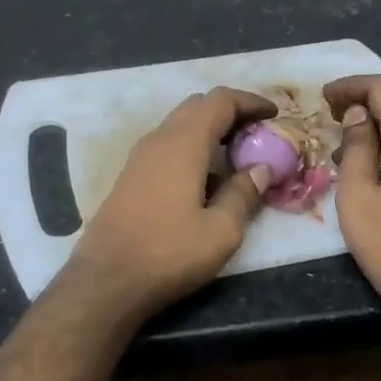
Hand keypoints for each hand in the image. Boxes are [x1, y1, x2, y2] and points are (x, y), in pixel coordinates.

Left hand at [59, 87, 276, 322]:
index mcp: (184, 143)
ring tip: (236, 155)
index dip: (250, 102)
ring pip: (180, 124)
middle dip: (231, 113)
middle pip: (198, 106)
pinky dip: (192, 147)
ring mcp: (140, 157)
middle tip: (257, 134)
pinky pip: (167, 145)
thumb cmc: (168, 253)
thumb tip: (261, 169)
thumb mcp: (221, 231)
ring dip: (209, 130)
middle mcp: (159, 139)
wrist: (106, 280)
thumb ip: (244, 194)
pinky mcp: (130, 176)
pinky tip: (205, 178)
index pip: (220, 100)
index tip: (274, 115)